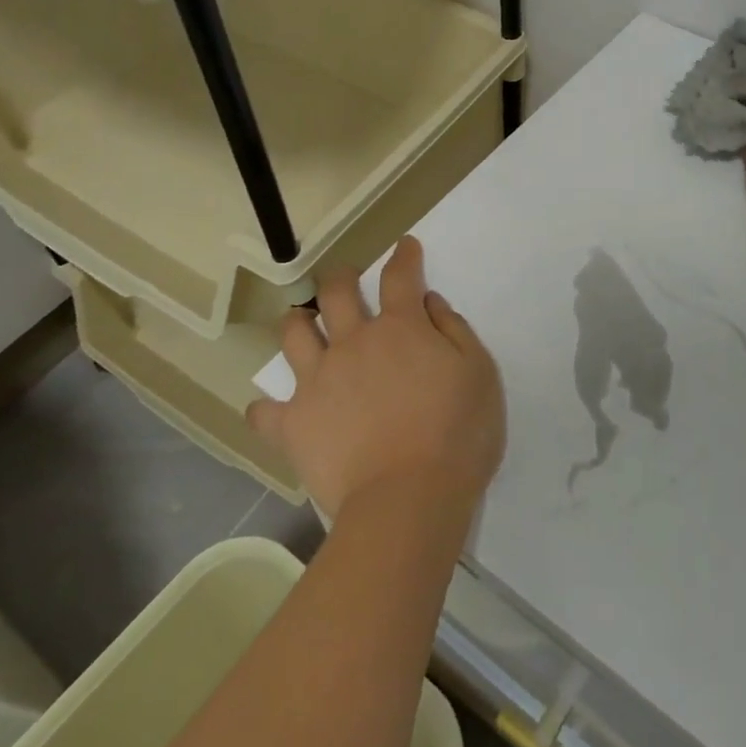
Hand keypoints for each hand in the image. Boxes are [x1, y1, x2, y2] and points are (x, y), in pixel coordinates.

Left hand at [247, 237, 505, 521]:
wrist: (408, 499)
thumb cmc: (457, 435)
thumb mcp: (479, 375)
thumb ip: (455, 332)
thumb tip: (430, 304)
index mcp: (401, 329)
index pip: (400, 277)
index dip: (403, 256)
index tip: (405, 246)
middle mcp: (354, 343)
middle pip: (336, 293)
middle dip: (340, 278)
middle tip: (345, 280)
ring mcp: (318, 381)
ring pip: (294, 335)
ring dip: (297, 323)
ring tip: (301, 324)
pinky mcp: (294, 424)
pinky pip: (266, 412)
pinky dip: (267, 409)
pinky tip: (269, 410)